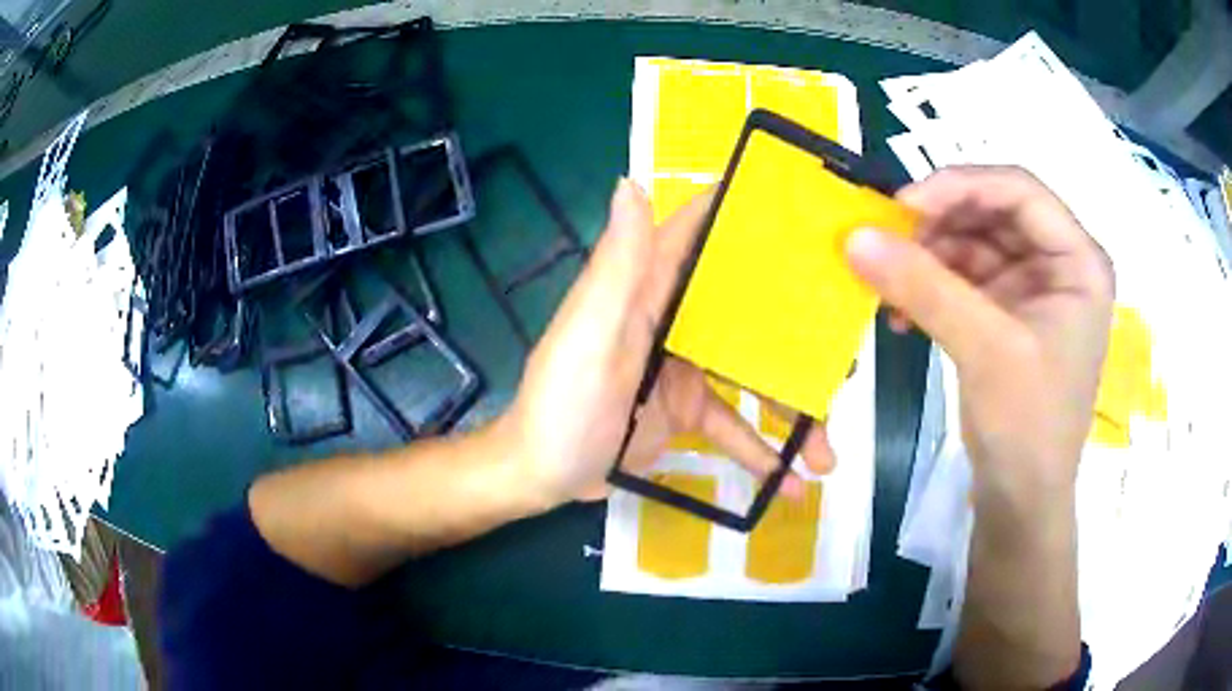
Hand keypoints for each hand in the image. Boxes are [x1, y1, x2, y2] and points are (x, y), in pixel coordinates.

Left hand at [498, 180, 832, 507]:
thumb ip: (617, 268)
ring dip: (792, 412)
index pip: (697, 234)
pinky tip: (791, 483)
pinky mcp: (687, 411)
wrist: (540, 477)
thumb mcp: (588, 336)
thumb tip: (631, 183)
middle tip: (849, 344)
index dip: (741, 213)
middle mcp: (672, 319)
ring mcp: (684, 368)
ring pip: (753, 375)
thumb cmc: (560, 405)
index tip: (801, 207)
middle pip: (745, 308)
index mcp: (646, 290)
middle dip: (798, 324)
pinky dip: (761, 453)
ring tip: (829, 453)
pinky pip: (735, 426)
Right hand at [845, 166, 1113, 502]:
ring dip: (929, 258)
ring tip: (889, 283)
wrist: (1020, 501)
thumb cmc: (1026, 426)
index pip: (1020, 191)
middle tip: (889, 240)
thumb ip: (924, 287)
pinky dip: (930, 287)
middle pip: (994, 213)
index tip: (904, 205)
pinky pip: (964, 278)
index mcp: (1078, 261)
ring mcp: (1033, 288)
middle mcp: (1059, 264)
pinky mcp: (1007, 313)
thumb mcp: (984, 350)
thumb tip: (854, 237)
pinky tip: (901, 313)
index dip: (962, 186)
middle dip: (940, 223)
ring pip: (973, 243)